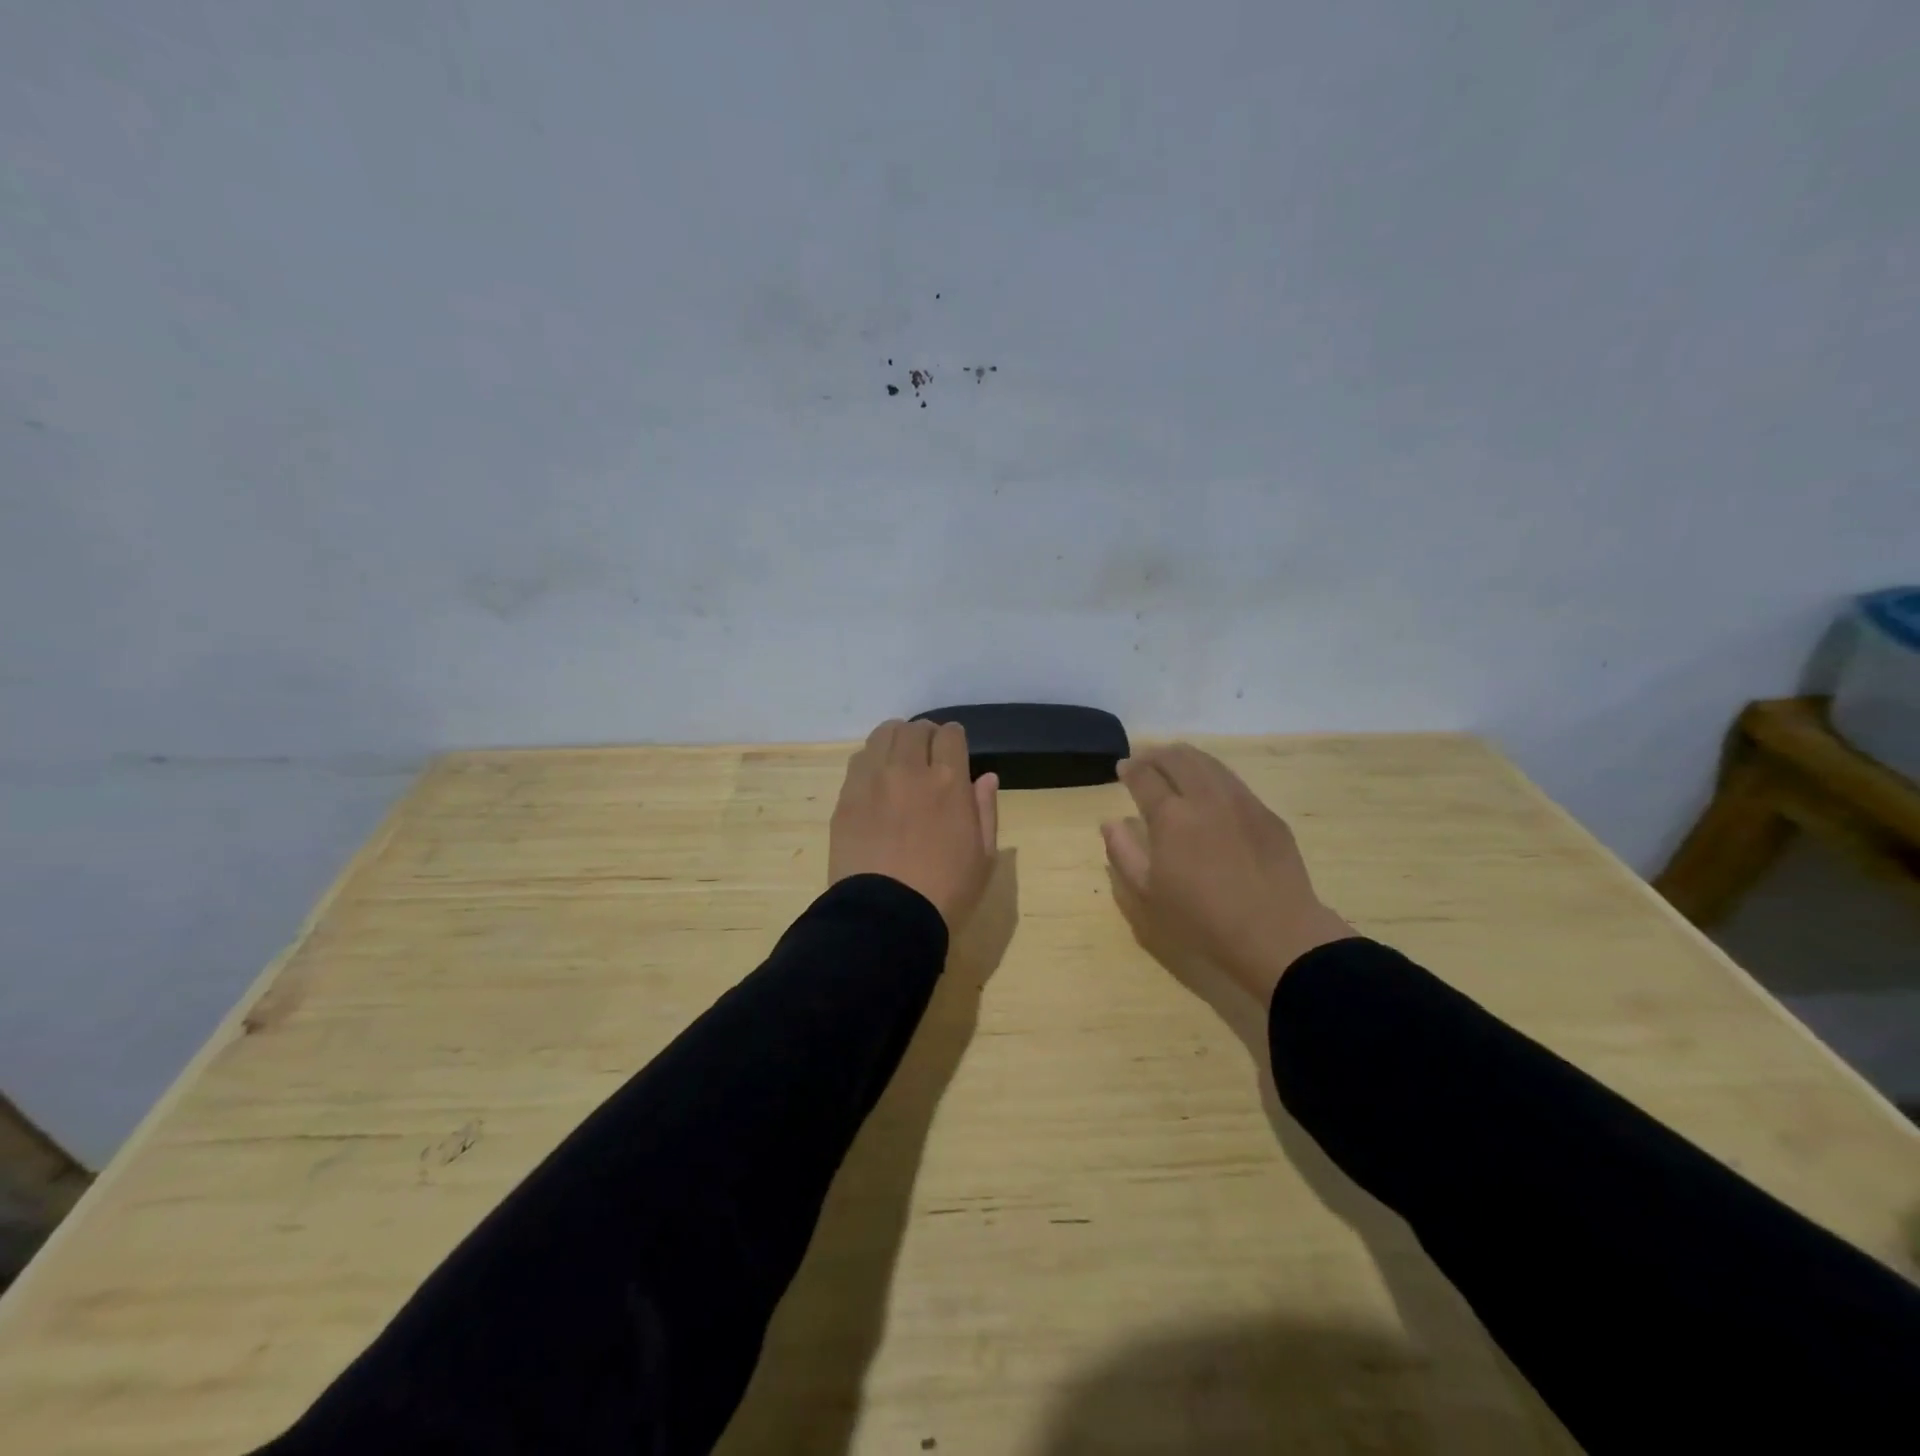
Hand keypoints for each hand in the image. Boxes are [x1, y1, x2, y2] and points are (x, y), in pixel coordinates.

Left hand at [829, 719, 999, 933]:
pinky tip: (877, 779)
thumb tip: (986, 777)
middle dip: (925, 735)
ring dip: (896, 740)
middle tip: (927, 753)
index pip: (951, 735)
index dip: (954, 739)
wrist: (886, 918)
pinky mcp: (846, 797)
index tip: (953, 750)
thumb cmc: (945, 892)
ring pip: (883, 735)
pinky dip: (872, 760)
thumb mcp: (983, 857)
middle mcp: (909, 770)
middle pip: (915, 729)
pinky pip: (859, 761)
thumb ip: (986, 810)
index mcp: (949, 782)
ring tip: (899, 758)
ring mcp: (873, 781)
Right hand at [1102, 744, 1353, 1002]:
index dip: (1130, 769)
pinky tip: (1209, 789)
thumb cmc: (1201, 919)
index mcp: (1171, 816)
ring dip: (1185, 758)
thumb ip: (1123, 853)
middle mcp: (1205, 798)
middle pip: (1178, 758)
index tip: (1122, 768)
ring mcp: (1241, 801)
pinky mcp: (1266, 813)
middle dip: (1156, 754)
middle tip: (1144, 760)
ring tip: (1174, 764)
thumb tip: (1110, 822)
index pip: (1145, 777)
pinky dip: (1212, 774)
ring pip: (1208, 763)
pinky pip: (1233, 781)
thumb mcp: (1148, 895)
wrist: (1275, 934)